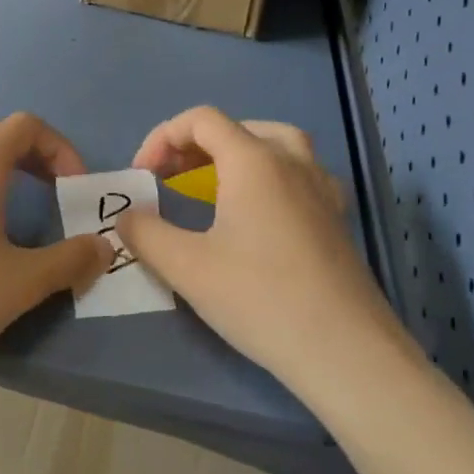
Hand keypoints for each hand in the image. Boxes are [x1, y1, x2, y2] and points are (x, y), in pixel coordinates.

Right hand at [118, 106, 421, 412]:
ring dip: (238, 152)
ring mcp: (321, 189)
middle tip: (171, 176)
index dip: (162, 138)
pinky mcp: (336, 219)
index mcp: (254, 161)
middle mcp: (291, 162)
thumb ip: (146, 233)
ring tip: (214, 180)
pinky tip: (259, 211)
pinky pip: (299, 173)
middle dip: (196, 144)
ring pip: (277, 144)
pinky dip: (270, 175)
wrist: (346, 352)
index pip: (201, 120)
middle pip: (239, 127)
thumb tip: (127, 217)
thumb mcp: (186, 267)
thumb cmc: (261, 299)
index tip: (143, 177)